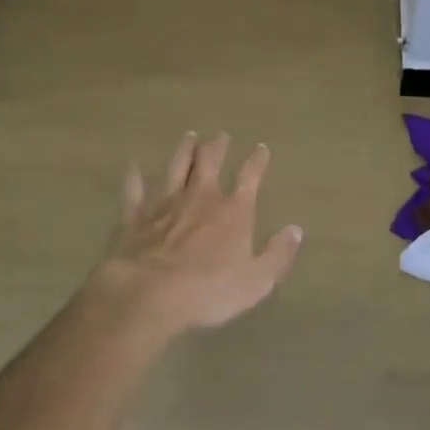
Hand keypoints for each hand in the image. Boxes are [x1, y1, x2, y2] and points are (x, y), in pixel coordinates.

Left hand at [87, 132, 303, 336]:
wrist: (148, 294)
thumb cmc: (209, 290)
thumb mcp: (257, 280)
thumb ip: (278, 254)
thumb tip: (295, 229)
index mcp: (233, 211)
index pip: (249, 177)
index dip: (257, 161)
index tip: (261, 148)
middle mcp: (200, 197)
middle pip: (210, 163)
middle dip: (218, 147)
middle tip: (221, 135)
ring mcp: (165, 203)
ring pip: (177, 168)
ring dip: (184, 151)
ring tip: (189, 136)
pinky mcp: (135, 216)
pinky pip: (135, 190)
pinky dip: (135, 176)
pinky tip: (134, 165)